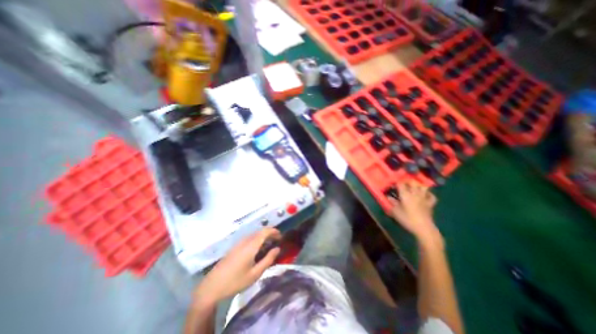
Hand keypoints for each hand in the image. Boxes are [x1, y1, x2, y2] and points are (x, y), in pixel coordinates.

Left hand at [193, 228, 281, 303]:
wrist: (212, 286)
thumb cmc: (236, 281)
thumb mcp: (255, 274)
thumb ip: (268, 260)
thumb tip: (278, 248)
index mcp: (251, 245)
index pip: (265, 231)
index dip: (274, 231)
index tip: (281, 237)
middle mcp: (245, 240)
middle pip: (260, 231)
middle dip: (270, 234)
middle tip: (276, 242)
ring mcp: (239, 243)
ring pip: (254, 234)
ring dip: (263, 237)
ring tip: (269, 246)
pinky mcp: (235, 246)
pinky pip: (249, 238)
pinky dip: (257, 240)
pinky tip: (257, 250)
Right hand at [389, 182, 439, 242]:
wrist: (423, 228)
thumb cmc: (407, 219)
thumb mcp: (395, 211)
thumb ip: (392, 203)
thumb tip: (389, 197)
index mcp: (405, 194)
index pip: (400, 183)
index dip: (396, 183)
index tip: (392, 185)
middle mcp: (415, 193)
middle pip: (412, 182)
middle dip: (407, 182)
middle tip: (403, 185)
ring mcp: (424, 198)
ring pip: (423, 187)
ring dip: (418, 186)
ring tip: (414, 188)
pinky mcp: (430, 203)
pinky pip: (431, 196)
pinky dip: (428, 194)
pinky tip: (425, 195)